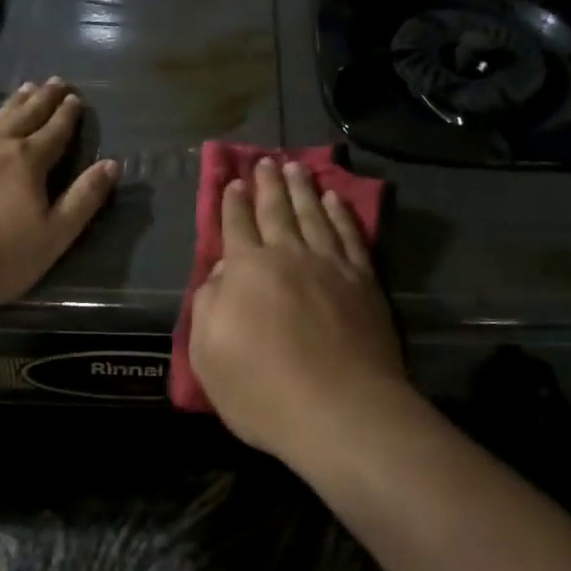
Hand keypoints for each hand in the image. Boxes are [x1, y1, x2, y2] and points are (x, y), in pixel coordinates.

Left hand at [0, 78, 119, 315]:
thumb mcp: (53, 237)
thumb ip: (84, 199)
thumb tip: (111, 164)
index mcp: (28, 162)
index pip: (55, 132)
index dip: (68, 115)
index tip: (76, 97)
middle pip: (25, 116)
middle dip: (43, 99)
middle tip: (55, 81)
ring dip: (11, 104)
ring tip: (24, 88)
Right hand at [189, 159, 409, 466]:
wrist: (341, 410)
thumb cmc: (263, 390)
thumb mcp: (208, 354)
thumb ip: (208, 304)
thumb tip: (220, 272)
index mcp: (247, 270)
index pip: (237, 225)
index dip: (233, 202)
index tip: (234, 181)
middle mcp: (288, 256)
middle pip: (277, 210)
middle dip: (268, 184)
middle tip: (266, 160)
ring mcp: (330, 265)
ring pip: (314, 214)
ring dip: (303, 189)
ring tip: (297, 168)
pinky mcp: (363, 280)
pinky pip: (349, 235)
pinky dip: (340, 214)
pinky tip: (336, 200)